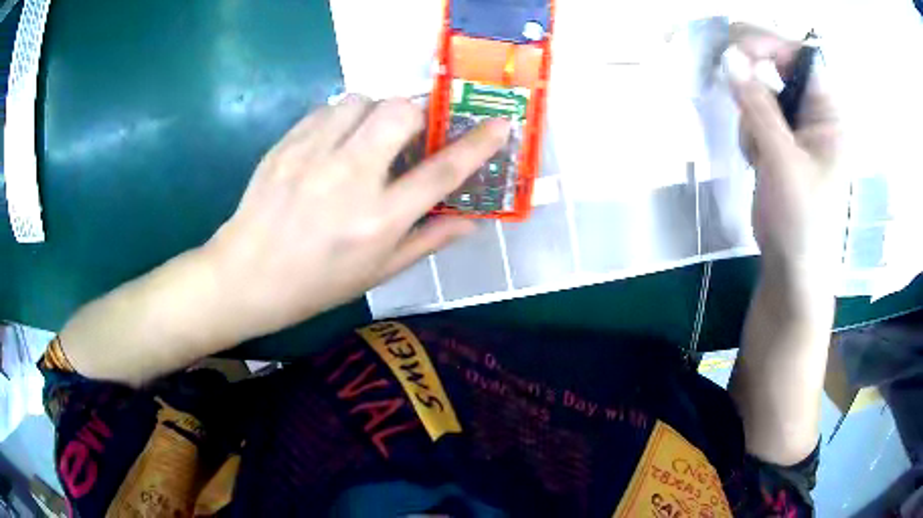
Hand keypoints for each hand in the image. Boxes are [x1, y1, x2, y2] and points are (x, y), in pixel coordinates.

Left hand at [202, 96, 508, 341]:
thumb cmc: (317, 283)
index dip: (477, 144)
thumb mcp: (378, 272)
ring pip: (362, 100)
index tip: (499, 123)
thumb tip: (473, 221)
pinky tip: (334, 141)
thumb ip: (429, 240)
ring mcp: (313, 156)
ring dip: (376, 112)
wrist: (247, 275)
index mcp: (378, 220)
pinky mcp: (286, 144)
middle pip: (400, 113)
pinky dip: (342, 116)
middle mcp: (349, 179)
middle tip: (409, 135)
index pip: (440, 172)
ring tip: (366, 137)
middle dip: (417, 114)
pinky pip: (327, 108)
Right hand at [726, 24, 844, 269]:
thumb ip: (758, 108)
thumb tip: (729, 59)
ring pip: (762, 91)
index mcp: (829, 114)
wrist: (792, 268)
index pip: (801, 56)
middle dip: (755, 81)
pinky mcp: (781, 142)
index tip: (736, 52)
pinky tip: (757, 160)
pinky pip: (756, 115)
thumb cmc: (802, 221)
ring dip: (751, 114)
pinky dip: (749, 131)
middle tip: (738, 96)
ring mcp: (797, 128)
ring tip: (758, 153)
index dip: (769, 45)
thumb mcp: (783, 162)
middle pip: (779, 68)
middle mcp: (815, 113)